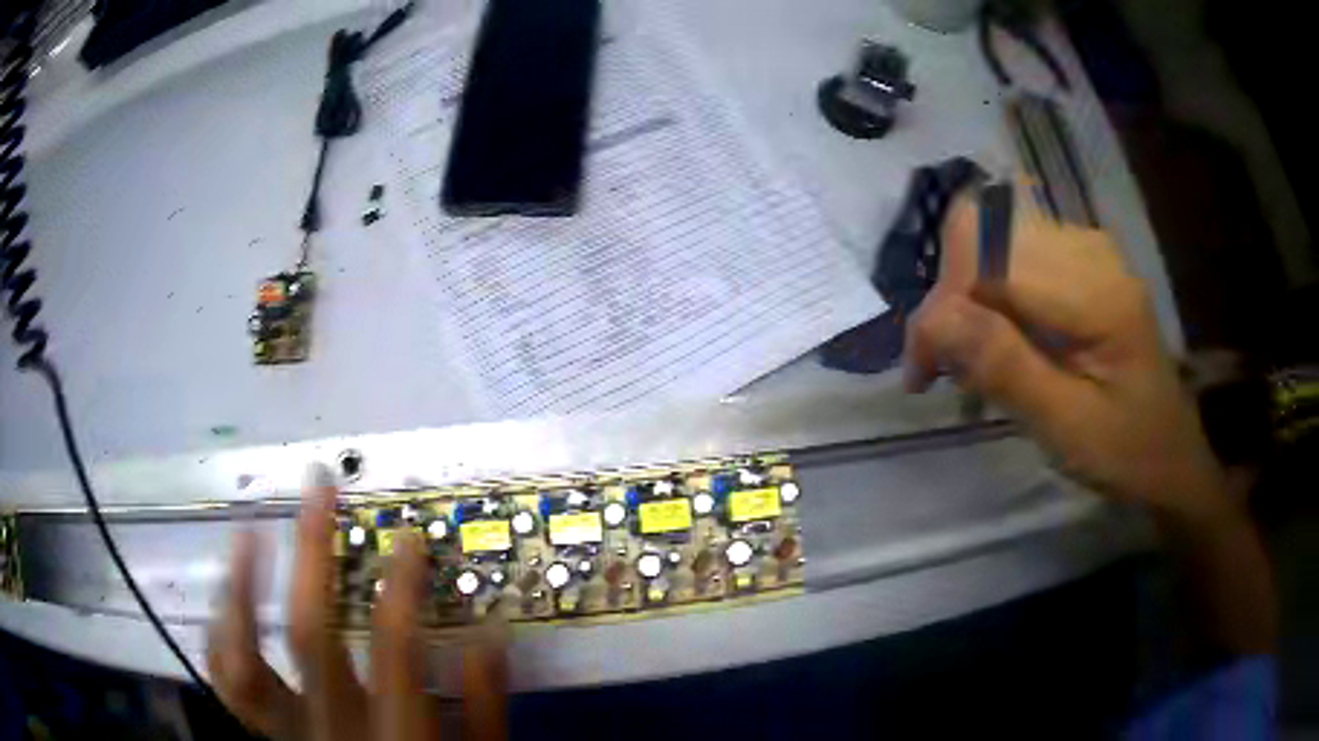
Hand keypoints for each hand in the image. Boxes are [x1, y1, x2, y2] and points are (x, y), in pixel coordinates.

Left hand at [208, 465, 507, 740]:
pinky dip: (219, 634)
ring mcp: (284, 731)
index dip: (400, 585)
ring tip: (247, 533)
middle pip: (305, 631)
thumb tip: (491, 637)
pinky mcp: (262, 732)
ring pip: (242, 655)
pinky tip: (225, 598)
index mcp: (391, 736)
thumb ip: (484, 710)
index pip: (393, 647)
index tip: (406, 537)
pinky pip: (225, 681)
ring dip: (240, 586)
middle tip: (315, 491)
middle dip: (310, 552)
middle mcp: (327, 728)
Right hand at [905, 193, 1230, 520]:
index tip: (924, 373)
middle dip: (949, 296)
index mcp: (1096, 289)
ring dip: (965, 297)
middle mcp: (1088, 247)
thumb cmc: (1125, 452)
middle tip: (944, 365)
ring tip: (968, 362)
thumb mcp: (1065, 426)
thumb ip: (1005, 366)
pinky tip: (996, 343)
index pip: (987, 253)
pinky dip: (987, 295)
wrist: (1170, 455)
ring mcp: (1085, 247)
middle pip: (982, 229)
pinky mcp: (1080, 260)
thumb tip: (932, 317)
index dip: (943, 304)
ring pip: (989, 236)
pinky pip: (1010, 252)